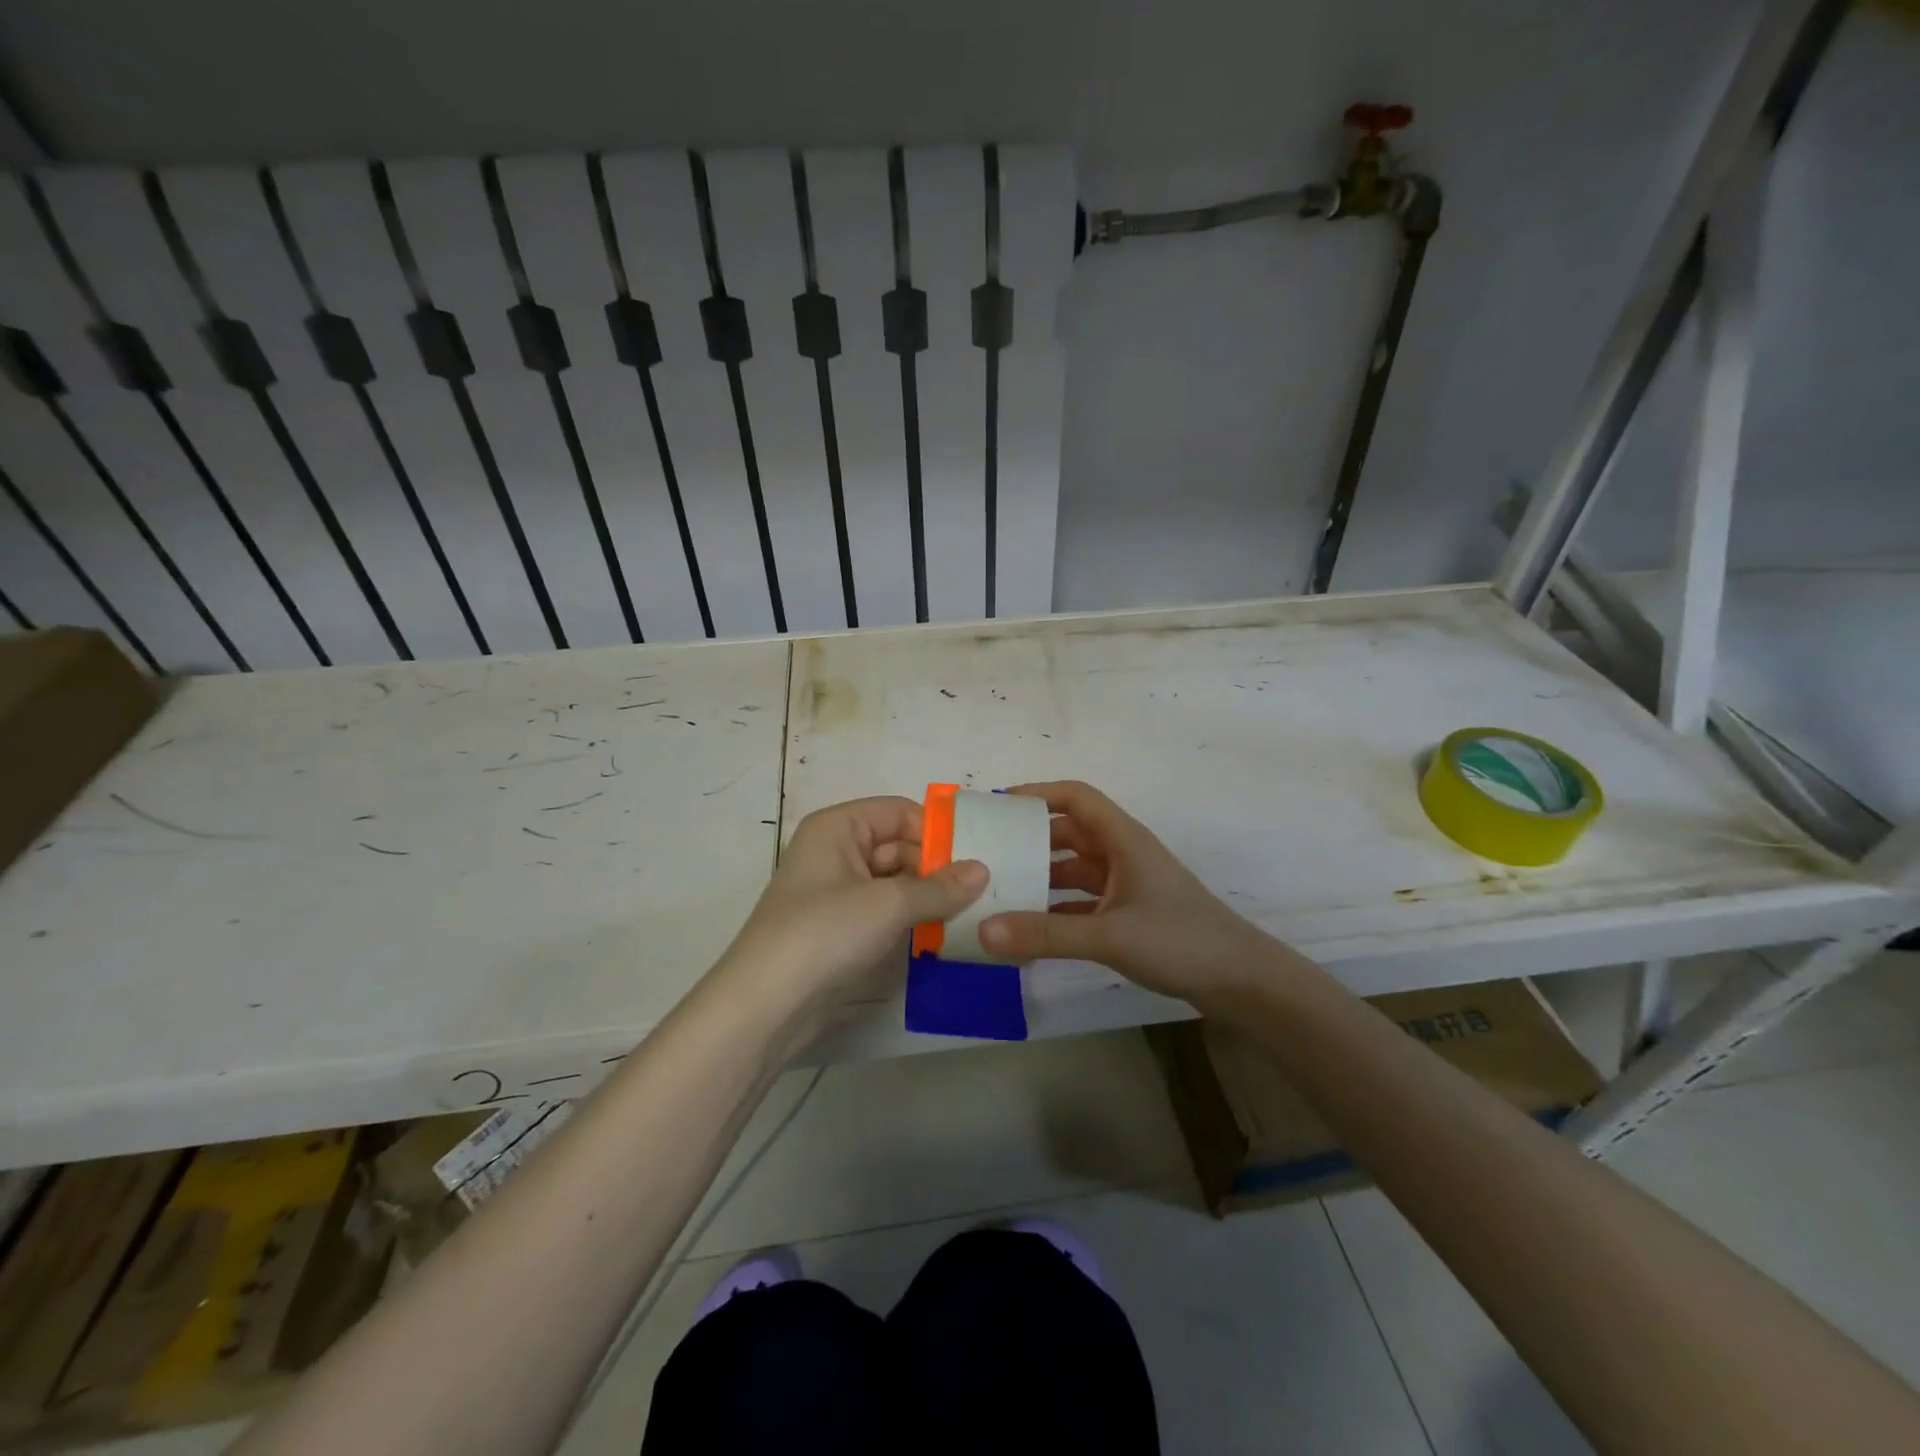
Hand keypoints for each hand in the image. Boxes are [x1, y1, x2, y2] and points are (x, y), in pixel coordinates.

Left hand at [711, 796, 986, 1037]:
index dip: (935, 831)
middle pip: (899, 846)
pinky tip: (943, 935)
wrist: (766, 1006)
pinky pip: (886, 911)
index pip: (899, 812)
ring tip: (972, 914)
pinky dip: (912, 919)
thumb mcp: (889, 905)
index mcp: (838, 827)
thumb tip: (982, 870)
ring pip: (896, 882)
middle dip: (937, 868)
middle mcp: (836, 851)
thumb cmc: (825, 933)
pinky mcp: (842, 929)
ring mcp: (838, 892)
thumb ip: (940, 887)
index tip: (976, 858)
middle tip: (983, 893)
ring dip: (929, 897)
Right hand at [977, 781, 1269, 1008]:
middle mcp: (1122, 854)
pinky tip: (1029, 929)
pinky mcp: (1129, 913)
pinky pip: (1082, 901)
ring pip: (1073, 869)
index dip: (1036, 793)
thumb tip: (982, 930)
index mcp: (1122, 839)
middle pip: (1068, 833)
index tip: (996, 807)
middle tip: (986, 853)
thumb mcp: (1109, 936)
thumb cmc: (1180, 941)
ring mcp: (1127, 884)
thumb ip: (1045, 934)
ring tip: (999, 890)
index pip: (1075, 797)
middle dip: (1029, 839)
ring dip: (1041, 876)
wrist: (1241, 981)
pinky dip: (1056, 909)